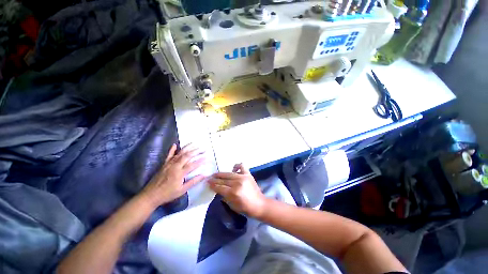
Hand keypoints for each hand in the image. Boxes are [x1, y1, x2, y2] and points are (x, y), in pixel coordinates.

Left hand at [141, 144, 205, 207]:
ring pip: (180, 153)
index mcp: (180, 173)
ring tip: (194, 144)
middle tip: (203, 149)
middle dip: (196, 151)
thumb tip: (203, 175)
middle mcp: (175, 166)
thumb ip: (193, 182)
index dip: (200, 161)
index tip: (207, 157)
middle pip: (187, 156)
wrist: (150, 195)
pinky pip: (169, 155)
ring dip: (188, 148)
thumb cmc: (167, 194)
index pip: (192, 165)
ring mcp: (169, 164)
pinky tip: (175, 144)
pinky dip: (172, 149)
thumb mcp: (182, 190)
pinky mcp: (164, 164)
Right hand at [208, 164, 266, 217]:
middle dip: (215, 179)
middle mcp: (237, 183)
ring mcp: (243, 177)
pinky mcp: (248, 174)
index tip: (207, 183)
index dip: (212, 185)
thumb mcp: (232, 205)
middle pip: (223, 180)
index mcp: (233, 193)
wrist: (259, 204)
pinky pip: (241, 166)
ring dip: (222, 174)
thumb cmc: (245, 208)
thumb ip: (224, 196)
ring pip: (229, 173)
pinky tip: (233, 170)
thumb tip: (218, 189)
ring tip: (217, 174)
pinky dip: (236, 166)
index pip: (219, 187)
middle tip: (209, 178)